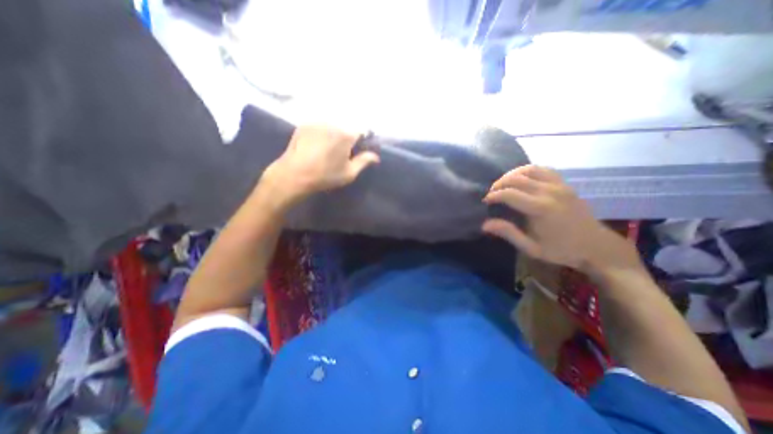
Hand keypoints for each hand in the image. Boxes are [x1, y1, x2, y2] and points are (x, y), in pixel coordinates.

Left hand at [260, 126, 379, 206]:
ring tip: (328, 148)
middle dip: (348, 137)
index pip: (362, 130)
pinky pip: (319, 126)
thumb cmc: (325, 176)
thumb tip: (376, 157)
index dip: (363, 139)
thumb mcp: (349, 173)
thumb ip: (364, 161)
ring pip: (332, 125)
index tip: (360, 148)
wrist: (294, 175)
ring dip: (335, 134)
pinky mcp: (305, 124)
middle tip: (343, 151)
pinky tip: (317, 145)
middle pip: (347, 127)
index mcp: (346, 135)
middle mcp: (333, 123)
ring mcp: (317, 122)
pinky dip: (322, 133)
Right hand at [481, 164, 640, 272]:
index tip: (486, 201)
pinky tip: (522, 179)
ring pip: (529, 170)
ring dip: (512, 174)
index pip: (509, 194)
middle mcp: (549, 192)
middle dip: (499, 184)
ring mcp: (560, 185)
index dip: (494, 196)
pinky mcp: (565, 184)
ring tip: (504, 184)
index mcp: (541, 208)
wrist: (597, 246)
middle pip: (517, 179)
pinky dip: (528, 171)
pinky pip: (544, 170)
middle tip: (492, 194)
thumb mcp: (531, 248)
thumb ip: (508, 233)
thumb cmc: (561, 250)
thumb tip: (485, 225)